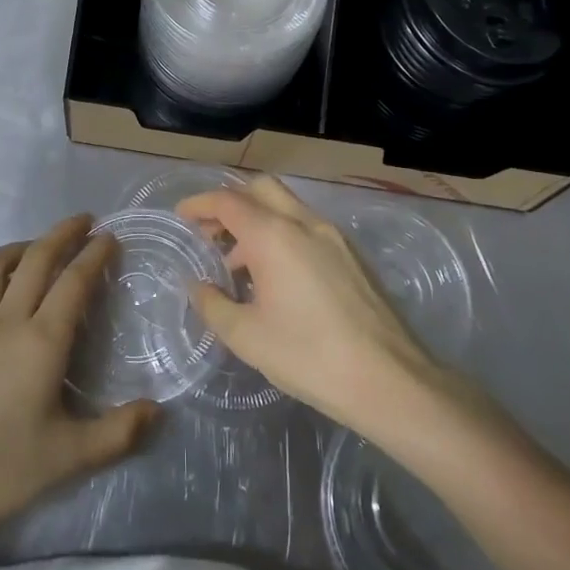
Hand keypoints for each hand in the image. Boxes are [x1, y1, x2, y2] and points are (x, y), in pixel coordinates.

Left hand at [0, 216, 157, 546]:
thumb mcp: (68, 458)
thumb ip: (118, 433)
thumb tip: (158, 411)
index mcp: (41, 341)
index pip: (74, 282)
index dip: (94, 255)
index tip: (111, 236)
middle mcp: (6, 321)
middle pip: (36, 260)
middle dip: (63, 234)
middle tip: (84, 221)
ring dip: (21, 247)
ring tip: (38, 247)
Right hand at [178, 177, 438, 435]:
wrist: (389, 379)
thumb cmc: (308, 356)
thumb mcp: (247, 336)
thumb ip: (213, 304)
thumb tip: (196, 285)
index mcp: (274, 236)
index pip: (228, 201)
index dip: (200, 204)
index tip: (181, 216)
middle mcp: (305, 223)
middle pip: (261, 189)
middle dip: (230, 202)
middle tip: (210, 233)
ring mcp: (334, 236)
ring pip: (287, 206)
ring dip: (257, 220)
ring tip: (239, 263)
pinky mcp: (353, 255)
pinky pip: (307, 227)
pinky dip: (282, 234)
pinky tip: (277, 276)